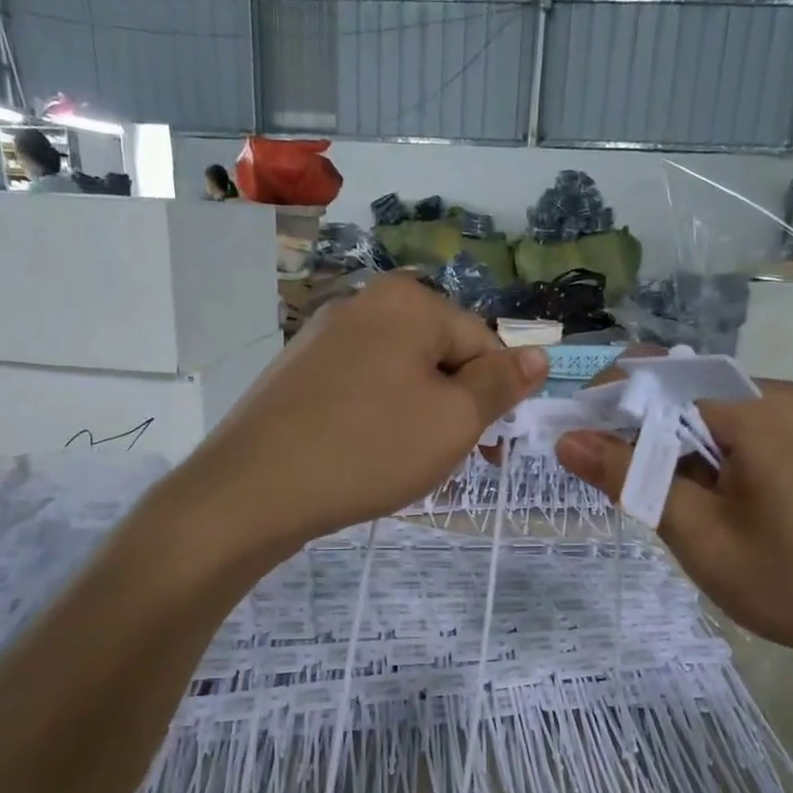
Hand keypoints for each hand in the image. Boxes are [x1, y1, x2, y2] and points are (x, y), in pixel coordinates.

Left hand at [183, 275, 548, 555]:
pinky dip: (376, 422)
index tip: (488, 450)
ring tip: (403, 465)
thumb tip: (537, 356)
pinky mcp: (296, 375)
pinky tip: (364, 459)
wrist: (254, 490)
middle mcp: (362, 304)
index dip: (494, 398)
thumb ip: (500, 385)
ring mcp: (321, 339)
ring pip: (399, 378)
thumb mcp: (453, 421)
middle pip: (438, 356)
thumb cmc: (369, 450)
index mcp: (407, 302)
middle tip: (445, 460)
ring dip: (417, 419)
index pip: (482, 342)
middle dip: (454, 408)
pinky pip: (360, 392)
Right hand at [555, 381, 792, 682]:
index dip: (605, 403)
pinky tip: (701, 503)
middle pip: (680, 391)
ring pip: (706, 415)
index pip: (656, 376)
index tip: (570, 442)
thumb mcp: (698, 534)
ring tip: (657, 504)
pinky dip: (703, 458)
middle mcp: (777, 395)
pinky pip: (737, 433)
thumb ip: (631, 478)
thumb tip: (569, 439)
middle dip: (635, 431)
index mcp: (752, 407)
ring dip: (669, 449)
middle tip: (609, 486)